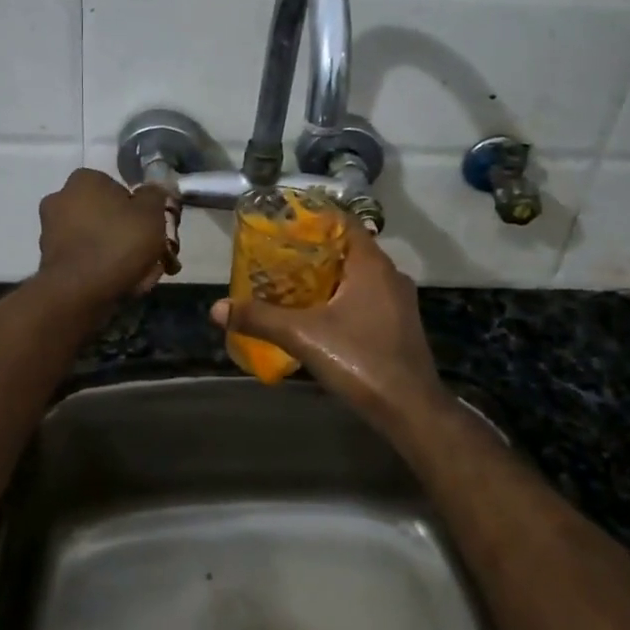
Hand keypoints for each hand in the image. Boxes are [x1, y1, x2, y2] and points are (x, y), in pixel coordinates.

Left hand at [36, 168, 174, 306]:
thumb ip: (155, 195)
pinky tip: (122, 286)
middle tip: (153, 255)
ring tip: (142, 276)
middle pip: (108, 216)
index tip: (154, 229)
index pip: (119, 188)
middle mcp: (60, 200)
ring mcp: (51, 232)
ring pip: (98, 240)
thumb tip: (152, 190)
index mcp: (83, 180)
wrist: (78, 293)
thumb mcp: (152, 213)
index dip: (141, 209)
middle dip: (130, 234)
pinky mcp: (49, 261)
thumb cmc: (118, 243)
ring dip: (118, 254)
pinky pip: (86, 260)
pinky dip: (102, 270)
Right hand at [211, 221, 449, 430]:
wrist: (411, 410)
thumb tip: (217, 308)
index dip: (313, 219)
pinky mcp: (398, 323)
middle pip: (347, 249)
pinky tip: (318, 313)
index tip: (284, 223)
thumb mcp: (303, 336)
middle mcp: (389, 275)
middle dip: (314, 251)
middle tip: (278, 255)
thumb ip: (260, 318)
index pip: (343, 223)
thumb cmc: (361, 360)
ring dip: (328, 276)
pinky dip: (341, 296)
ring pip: (357, 275)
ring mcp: (398, 300)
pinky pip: (366, 296)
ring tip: (291, 282)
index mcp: (371, 264)